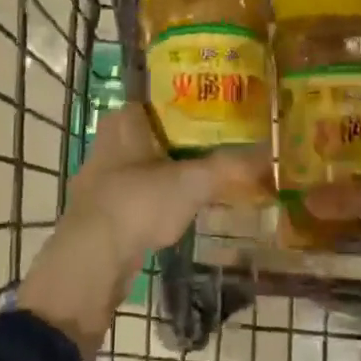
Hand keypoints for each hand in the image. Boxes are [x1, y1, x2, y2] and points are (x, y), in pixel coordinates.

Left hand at [17, 104, 268, 359]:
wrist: (92, 262)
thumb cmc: (138, 203)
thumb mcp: (192, 182)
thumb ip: (230, 167)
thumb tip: (269, 154)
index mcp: (123, 120)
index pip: (159, 98)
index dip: (190, 103)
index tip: (219, 111)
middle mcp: (108, 141)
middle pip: (155, 132)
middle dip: (186, 139)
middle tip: (223, 145)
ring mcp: (101, 177)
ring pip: (146, 164)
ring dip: (172, 170)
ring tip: (210, 176)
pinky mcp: (102, 211)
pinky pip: (139, 194)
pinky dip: (159, 198)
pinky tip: (183, 209)